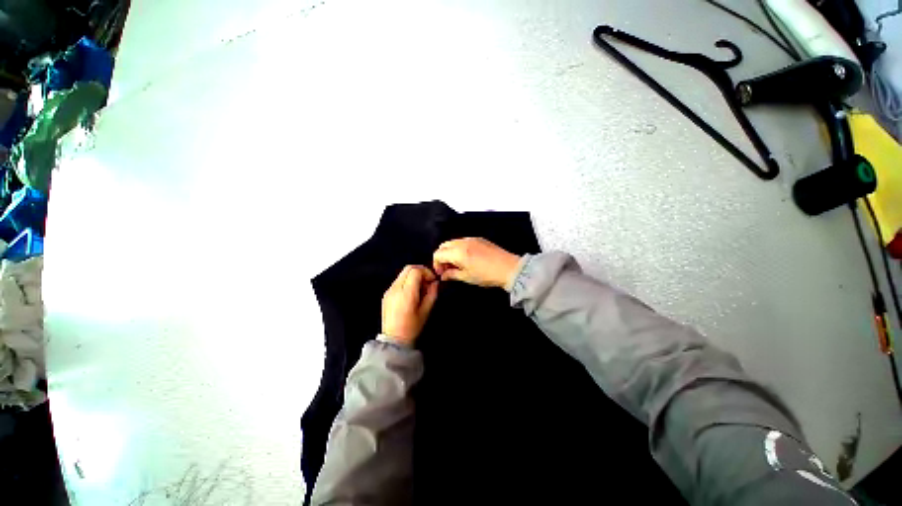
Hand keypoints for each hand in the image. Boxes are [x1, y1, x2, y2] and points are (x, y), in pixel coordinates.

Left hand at [381, 265, 438, 344]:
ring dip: (414, 276)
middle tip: (428, 281)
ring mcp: (389, 291)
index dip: (426, 272)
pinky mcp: (386, 294)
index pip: (416, 271)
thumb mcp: (426, 311)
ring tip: (420, 288)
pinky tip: (411, 293)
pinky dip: (407, 281)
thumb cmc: (412, 327)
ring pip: (403, 273)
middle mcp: (396, 289)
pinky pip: (398, 280)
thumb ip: (432, 294)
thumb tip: (435, 283)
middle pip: (408, 268)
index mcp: (406, 293)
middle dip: (421, 271)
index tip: (432, 280)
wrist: (393, 339)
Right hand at [432, 238, 521, 289]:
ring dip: (450, 252)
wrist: (508, 268)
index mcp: (458, 252)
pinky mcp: (479, 239)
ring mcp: (471, 238)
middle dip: (442, 256)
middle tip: (447, 269)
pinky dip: (459, 248)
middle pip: (444, 245)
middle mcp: (462, 242)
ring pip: (453, 242)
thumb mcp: (467, 277)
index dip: (436, 264)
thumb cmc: (486, 275)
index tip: (441, 273)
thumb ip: (452, 274)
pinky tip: (466, 258)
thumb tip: (443, 275)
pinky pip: (463, 241)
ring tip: (457, 264)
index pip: (438, 253)